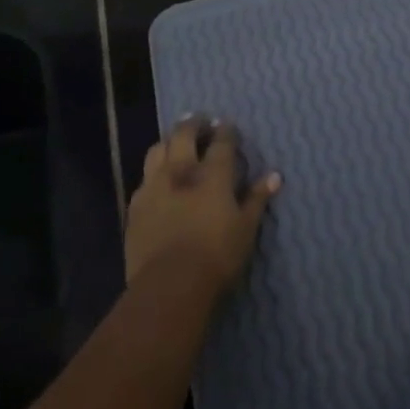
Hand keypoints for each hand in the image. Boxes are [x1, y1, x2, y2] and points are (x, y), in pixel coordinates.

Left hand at [124, 115, 279, 294]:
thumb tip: (274, 176)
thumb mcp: (246, 229)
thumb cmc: (216, 257)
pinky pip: (143, 178)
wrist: (169, 286)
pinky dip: (153, 171)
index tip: (227, 125)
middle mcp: (181, 171)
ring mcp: (154, 186)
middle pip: (184, 134)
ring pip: (158, 149)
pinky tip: (158, 179)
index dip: (226, 131)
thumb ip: (257, 199)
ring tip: (176, 143)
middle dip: (193, 123)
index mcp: (212, 174)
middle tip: (200, 121)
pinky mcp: (135, 206)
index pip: (221, 142)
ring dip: (169, 141)